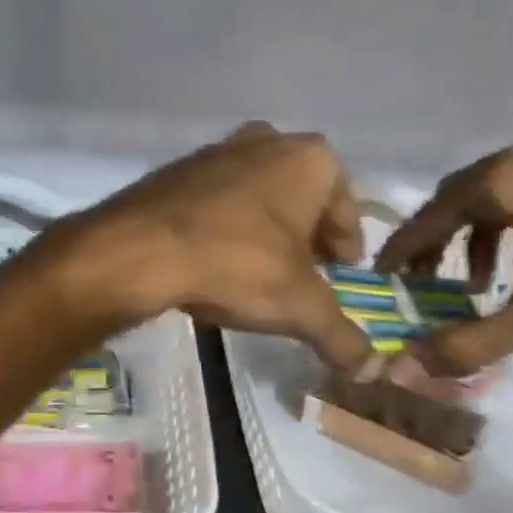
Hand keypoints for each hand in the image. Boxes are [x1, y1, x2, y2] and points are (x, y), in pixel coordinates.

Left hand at [54, 124, 372, 372]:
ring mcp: (217, 151)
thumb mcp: (300, 307)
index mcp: (311, 159)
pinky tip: (217, 260)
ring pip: (258, 196)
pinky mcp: (176, 171)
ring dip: (266, 229)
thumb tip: (372, 371)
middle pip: (302, 198)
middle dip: (307, 236)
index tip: (342, 273)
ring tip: (262, 271)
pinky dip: (227, 227)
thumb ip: (340, 336)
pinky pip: (217, 202)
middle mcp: (267, 141)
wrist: (140, 249)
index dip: (347, 246)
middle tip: (307, 274)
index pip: (346, 209)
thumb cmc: (238, 264)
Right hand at [375, 126, 512, 375]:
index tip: (380, 275)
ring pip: (499, 190)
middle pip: (461, 196)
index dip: (402, 249)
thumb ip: (470, 342)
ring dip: (478, 234)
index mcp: (508, 180)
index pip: (431, 216)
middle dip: (438, 241)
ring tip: (480, 281)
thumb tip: (406, 368)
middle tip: (425, 282)